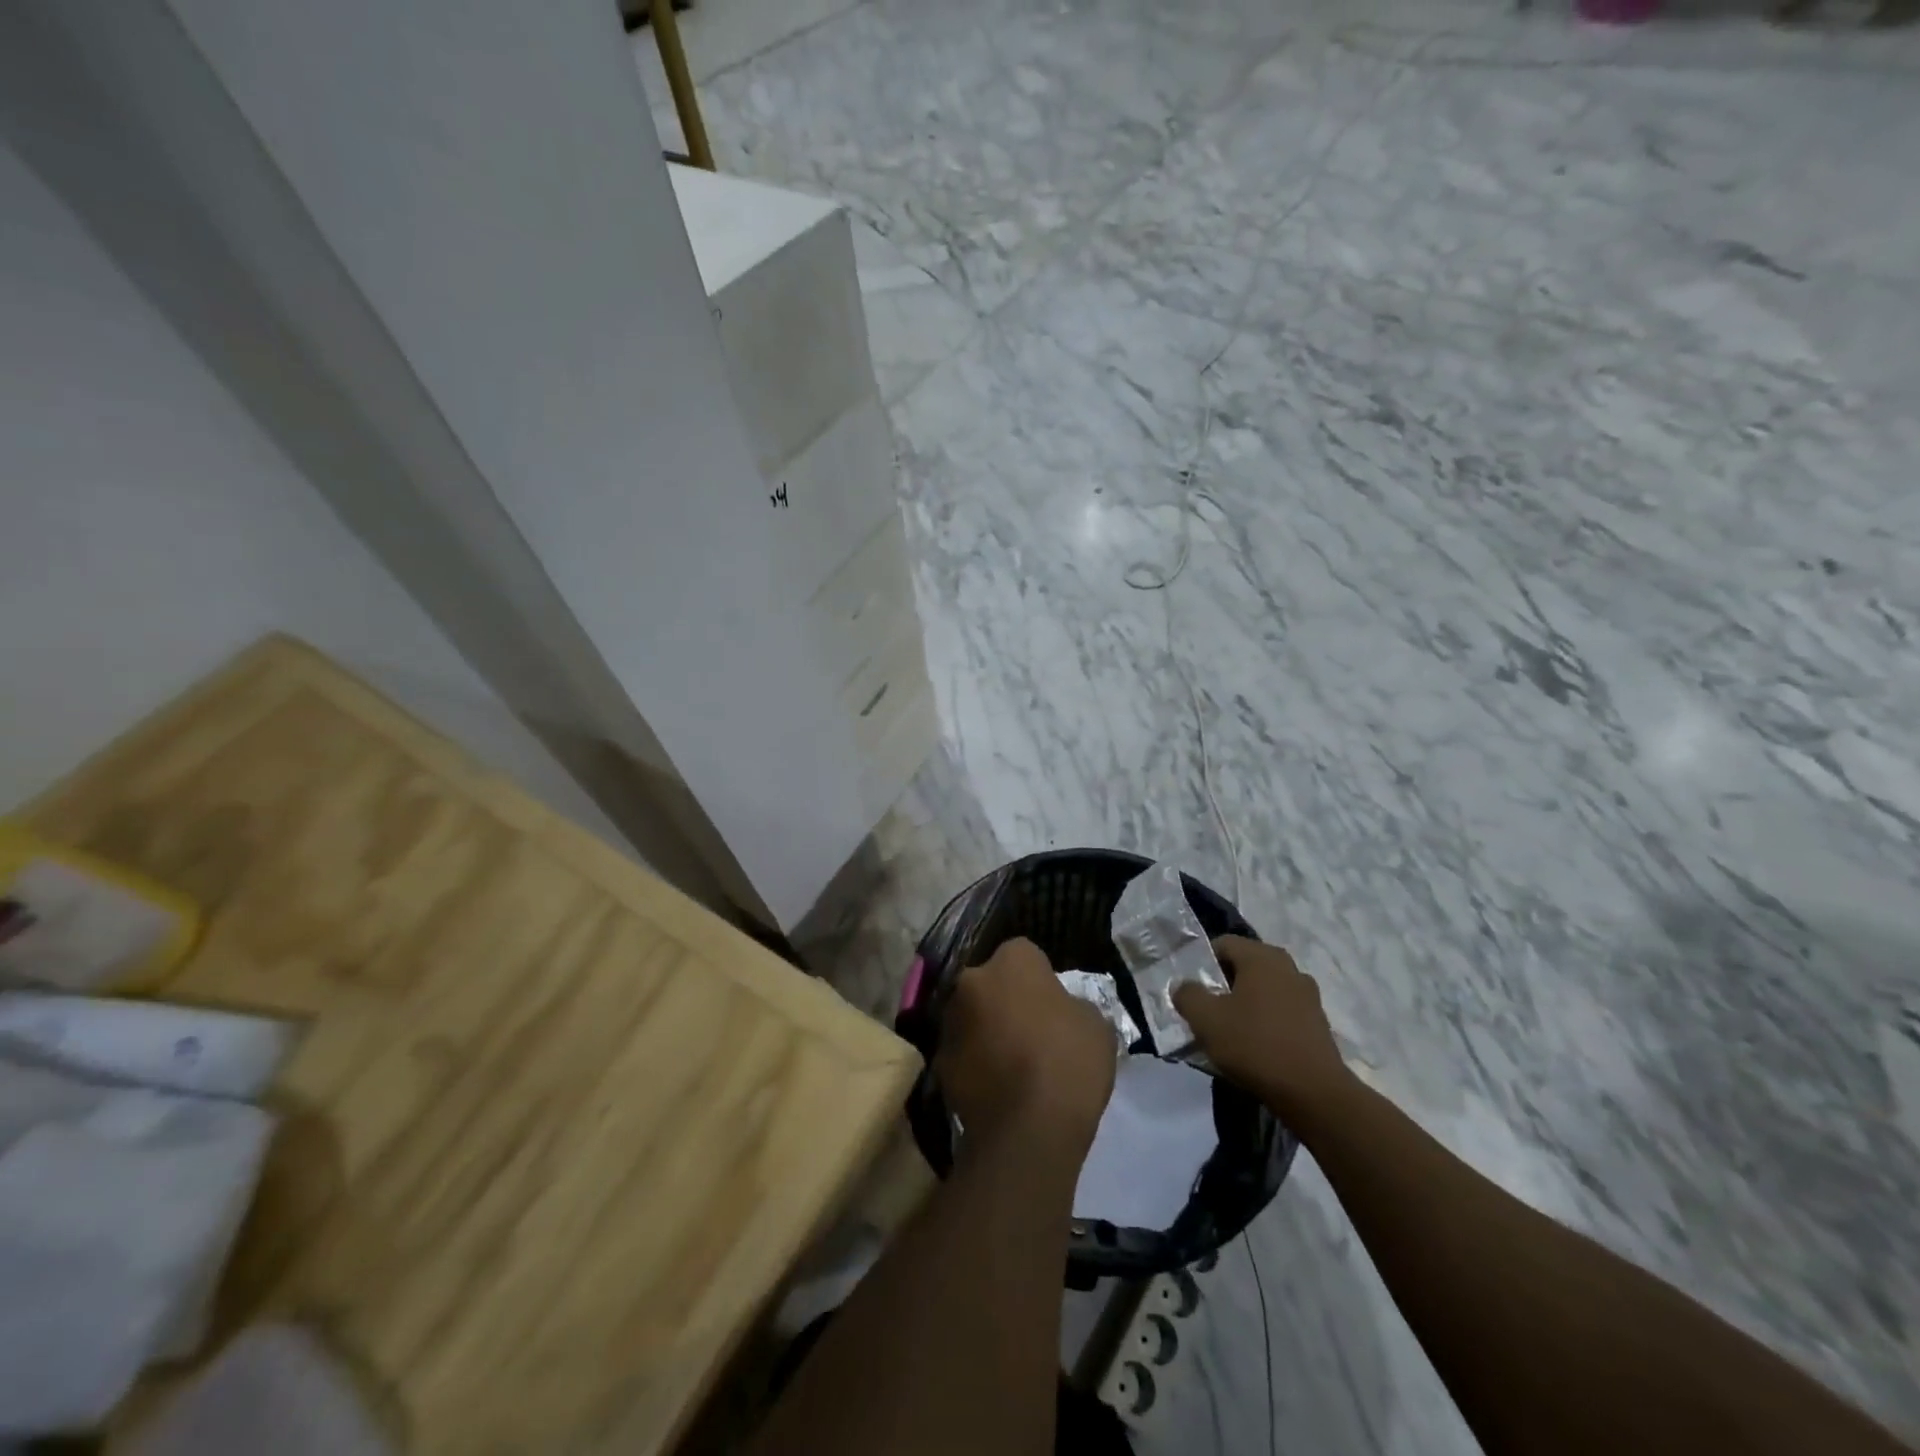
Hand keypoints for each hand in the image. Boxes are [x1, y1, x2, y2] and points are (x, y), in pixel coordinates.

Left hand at [937, 938, 1117, 1155]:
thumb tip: (1059, 1010)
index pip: (1025, 954)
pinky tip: (995, 1087)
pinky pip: (961, 1052)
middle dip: (1004, 998)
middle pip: (990, 982)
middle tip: (1028, 1030)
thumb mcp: (1095, 1024)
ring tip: (1010, 1063)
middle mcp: (972, 979)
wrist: (1028, 1130)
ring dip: (985, 1029)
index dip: (1039, 977)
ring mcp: (950, 1020)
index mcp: (1012, 961)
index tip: (1052, 1003)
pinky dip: (974, 1062)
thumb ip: (1072, 1005)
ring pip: (971, 1015)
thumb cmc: (1069, 1063)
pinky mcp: (939, 1061)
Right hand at [1173, 937, 1351, 1119]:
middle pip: (1244, 966)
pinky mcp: (1317, 1023)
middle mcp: (1288, 967)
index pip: (1222, 944)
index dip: (1201, 963)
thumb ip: (1187, 994)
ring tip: (1228, 1031)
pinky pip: (1281, 1012)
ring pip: (1263, 990)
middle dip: (1222, 985)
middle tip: (1205, 1010)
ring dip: (1244, 1004)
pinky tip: (1254, 1047)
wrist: (1314, 1094)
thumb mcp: (1206, 1019)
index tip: (1191, 989)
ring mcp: (1308, 995)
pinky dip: (1265, 1022)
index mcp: (1262, 956)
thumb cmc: (1255, 1045)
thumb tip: (1184, 986)